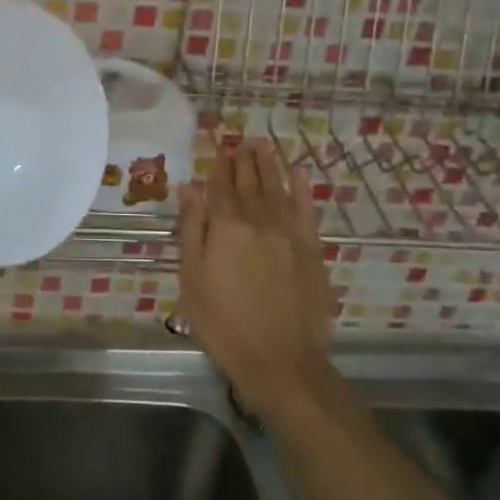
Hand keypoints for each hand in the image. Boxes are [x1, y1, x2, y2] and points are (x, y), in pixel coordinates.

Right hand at [177, 138, 334, 413]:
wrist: (280, 360)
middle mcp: (258, 219)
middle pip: (249, 182)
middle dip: (243, 159)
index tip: (219, 148)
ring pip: (277, 187)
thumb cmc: (223, 323)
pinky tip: (299, 172)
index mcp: (225, 226)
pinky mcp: (311, 248)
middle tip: (241, 139)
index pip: (219, 186)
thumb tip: (188, 188)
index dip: (218, 166)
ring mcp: (288, 232)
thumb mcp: (192, 278)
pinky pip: (306, 208)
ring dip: (270, 164)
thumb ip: (192, 229)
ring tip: (263, 144)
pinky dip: (302, 187)